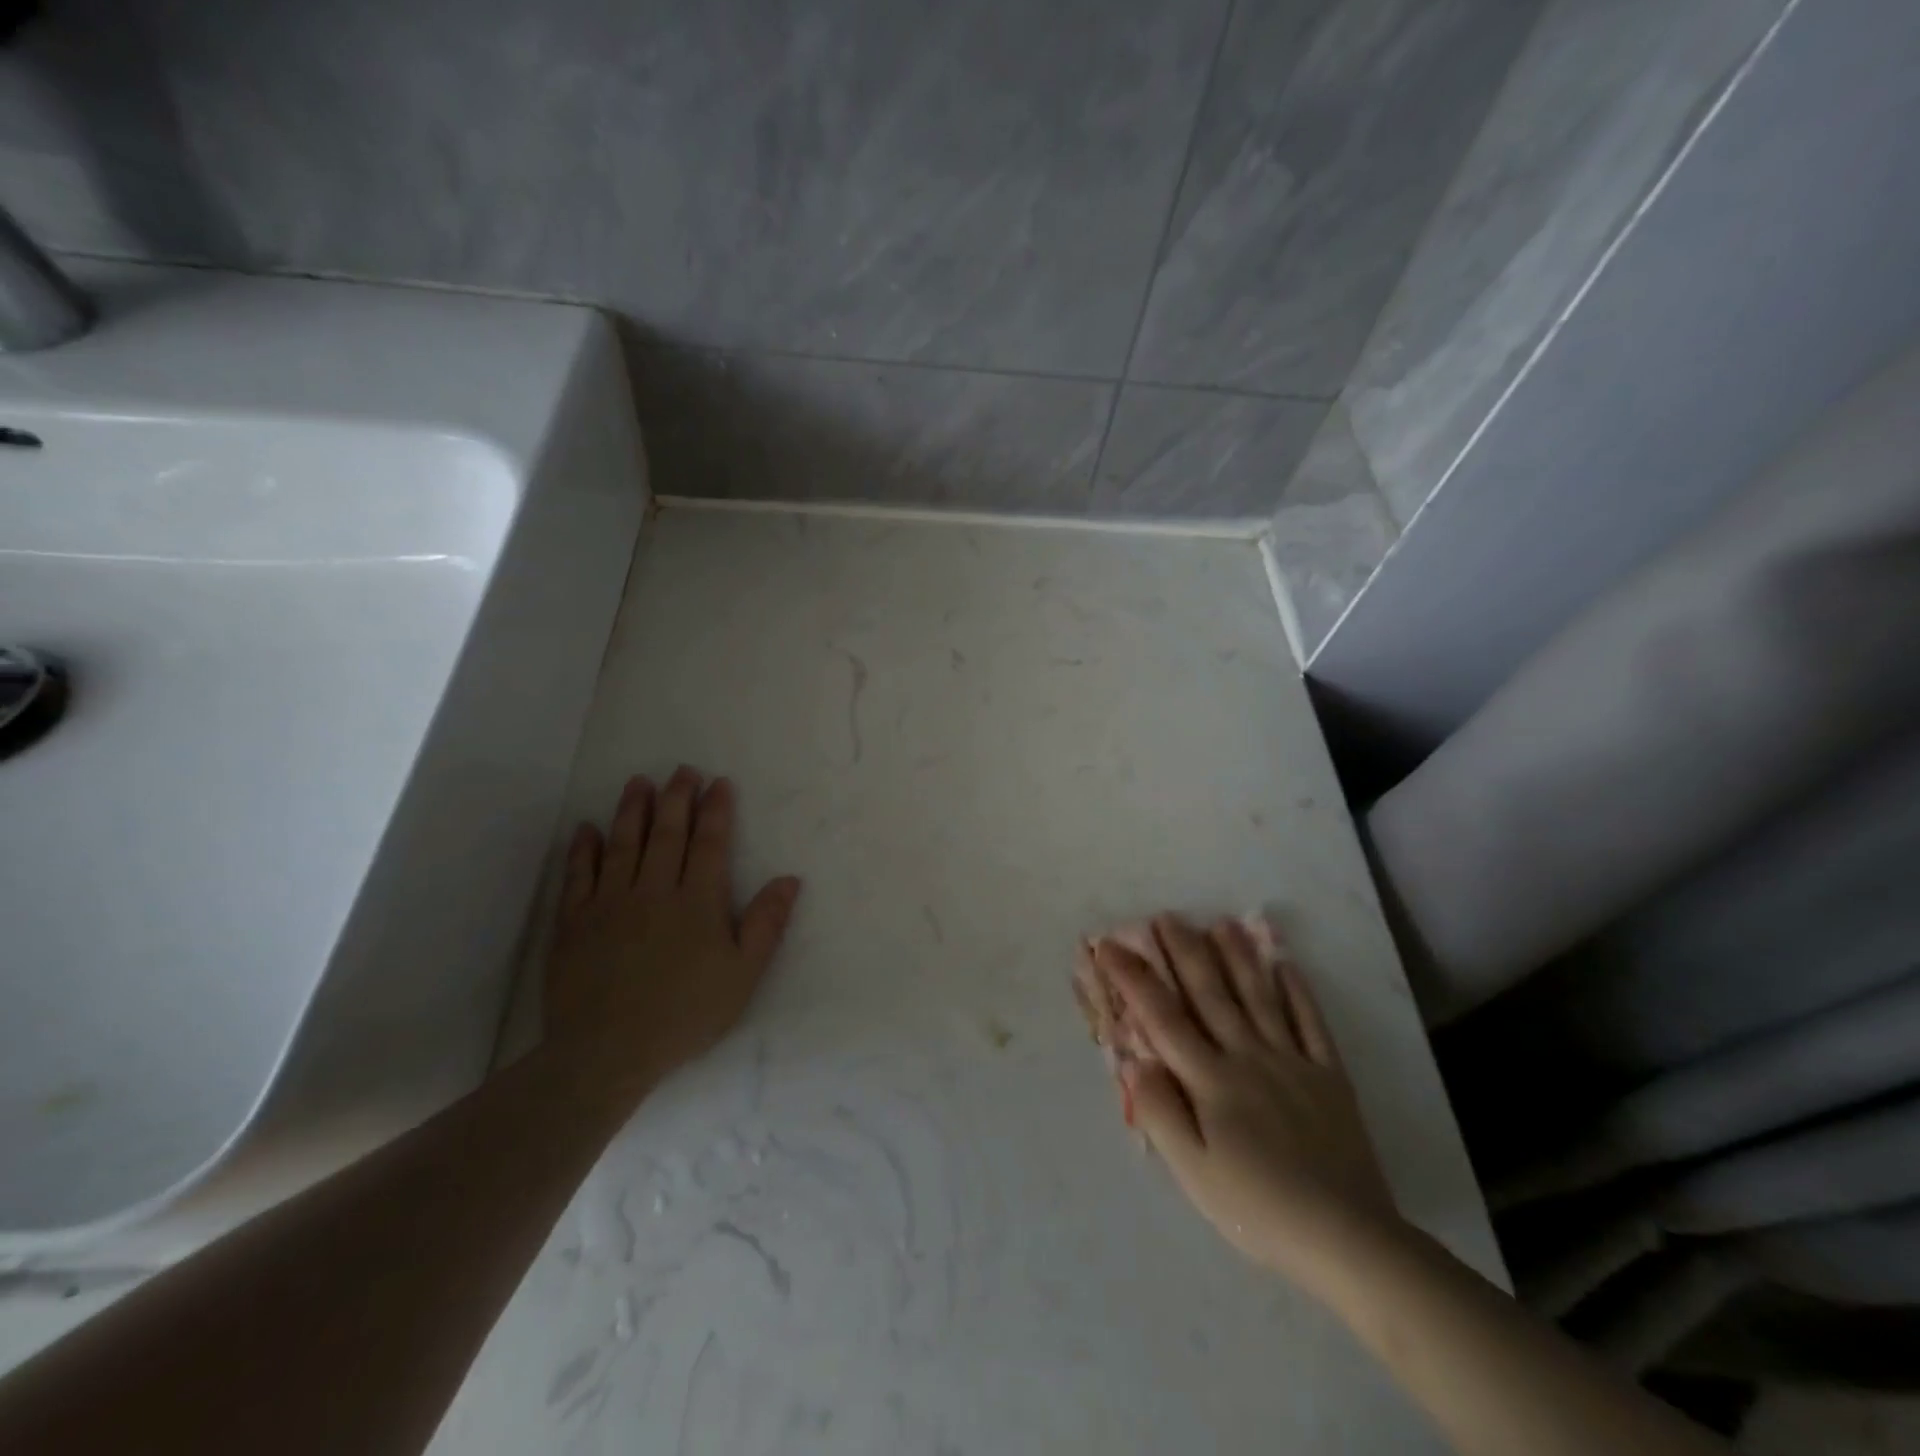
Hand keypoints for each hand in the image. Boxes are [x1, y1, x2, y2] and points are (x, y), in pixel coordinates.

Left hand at [543, 767, 800, 1101]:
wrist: (607, 1052)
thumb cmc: (685, 1013)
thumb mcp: (743, 975)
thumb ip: (766, 924)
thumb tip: (789, 879)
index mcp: (697, 901)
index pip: (709, 843)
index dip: (715, 810)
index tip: (719, 782)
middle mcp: (654, 890)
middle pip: (667, 834)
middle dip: (676, 798)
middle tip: (681, 770)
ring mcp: (610, 903)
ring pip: (623, 844)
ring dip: (632, 811)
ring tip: (639, 783)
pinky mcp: (574, 922)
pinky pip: (578, 875)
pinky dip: (583, 849)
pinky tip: (587, 828)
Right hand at [1098, 916, 1401, 1290]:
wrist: (1347, 1238)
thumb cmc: (1257, 1208)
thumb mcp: (1193, 1172)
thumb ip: (1160, 1112)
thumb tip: (1136, 1061)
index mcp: (1210, 1080)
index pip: (1162, 1018)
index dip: (1133, 979)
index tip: (1110, 946)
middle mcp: (1248, 1056)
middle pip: (1210, 995)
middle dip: (1184, 953)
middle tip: (1167, 917)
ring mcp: (1292, 1061)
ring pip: (1259, 998)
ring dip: (1238, 958)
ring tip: (1222, 922)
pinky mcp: (1329, 1077)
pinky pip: (1311, 1024)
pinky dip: (1299, 992)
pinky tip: (1287, 966)